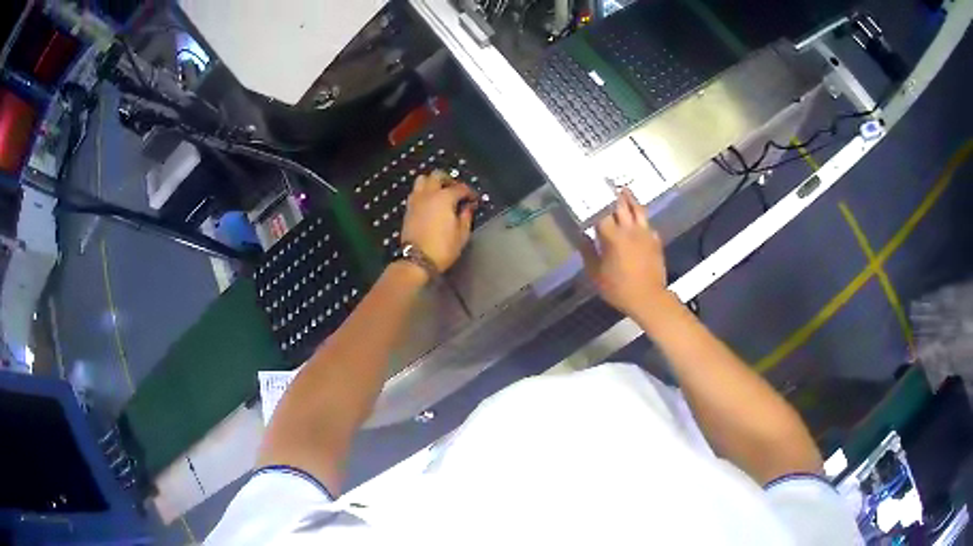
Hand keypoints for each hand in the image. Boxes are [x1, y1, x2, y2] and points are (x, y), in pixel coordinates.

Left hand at [401, 170, 477, 273]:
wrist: (417, 260)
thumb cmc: (443, 248)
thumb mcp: (461, 235)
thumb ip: (466, 217)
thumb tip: (468, 208)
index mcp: (444, 198)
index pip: (460, 188)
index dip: (469, 192)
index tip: (474, 199)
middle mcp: (429, 194)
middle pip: (437, 175)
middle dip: (449, 179)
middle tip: (456, 190)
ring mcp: (416, 200)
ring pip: (422, 180)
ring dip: (432, 182)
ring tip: (440, 193)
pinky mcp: (408, 209)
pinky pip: (415, 192)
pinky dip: (424, 192)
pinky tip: (430, 203)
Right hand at [582, 189, 668, 316]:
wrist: (648, 298)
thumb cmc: (618, 288)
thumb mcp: (595, 273)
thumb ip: (587, 252)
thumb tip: (581, 236)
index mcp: (612, 236)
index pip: (601, 211)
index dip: (595, 200)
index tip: (589, 191)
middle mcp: (629, 229)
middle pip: (621, 204)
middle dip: (613, 193)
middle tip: (607, 184)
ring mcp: (645, 233)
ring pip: (638, 209)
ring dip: (630, 198)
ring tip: (624, 190)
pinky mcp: (655, 240)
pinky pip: (647, 223)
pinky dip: (640, 217)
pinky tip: (637, 219)